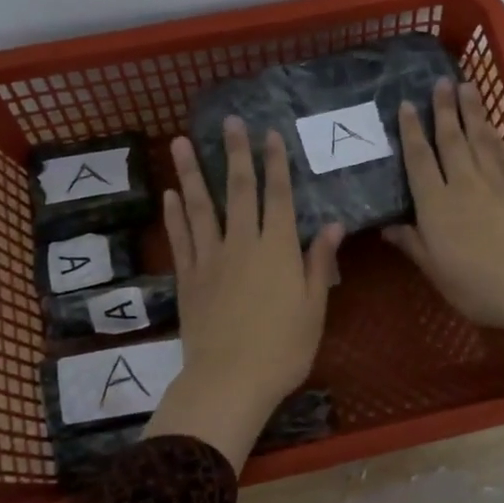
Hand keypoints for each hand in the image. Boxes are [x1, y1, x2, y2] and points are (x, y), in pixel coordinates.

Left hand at [145, 117, 343, 471]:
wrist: (230, 380)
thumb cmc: (283, 349)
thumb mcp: (314, 308)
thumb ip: (319, 263)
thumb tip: (334, 225)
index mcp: (278, 249)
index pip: (278, 196)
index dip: (276, 164)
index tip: (270, 135)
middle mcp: (242, 244)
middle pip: (238, 191)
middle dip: (236, 154)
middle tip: (229, 122)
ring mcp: (210, 259)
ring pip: (200, 207)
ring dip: (191, 173)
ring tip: (181, 142)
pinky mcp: (188, 278)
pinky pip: (180, 239)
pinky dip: (174, 215)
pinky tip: (170, 195)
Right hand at [384, 78, 503, 386]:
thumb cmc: (477, 286)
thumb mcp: (435, 270)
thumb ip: (412, 244)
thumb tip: (387, 227)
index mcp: (436, 204)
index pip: (419, 159)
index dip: (411, 131)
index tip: (406, 105)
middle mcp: (463, 184)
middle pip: (451, 139)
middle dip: (444, 108)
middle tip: (441, 81)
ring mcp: (495, 183)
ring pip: (480, 138)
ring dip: (472, 111)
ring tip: (467, 87)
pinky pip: (502, 153)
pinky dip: (495, 135)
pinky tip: (492, 128)